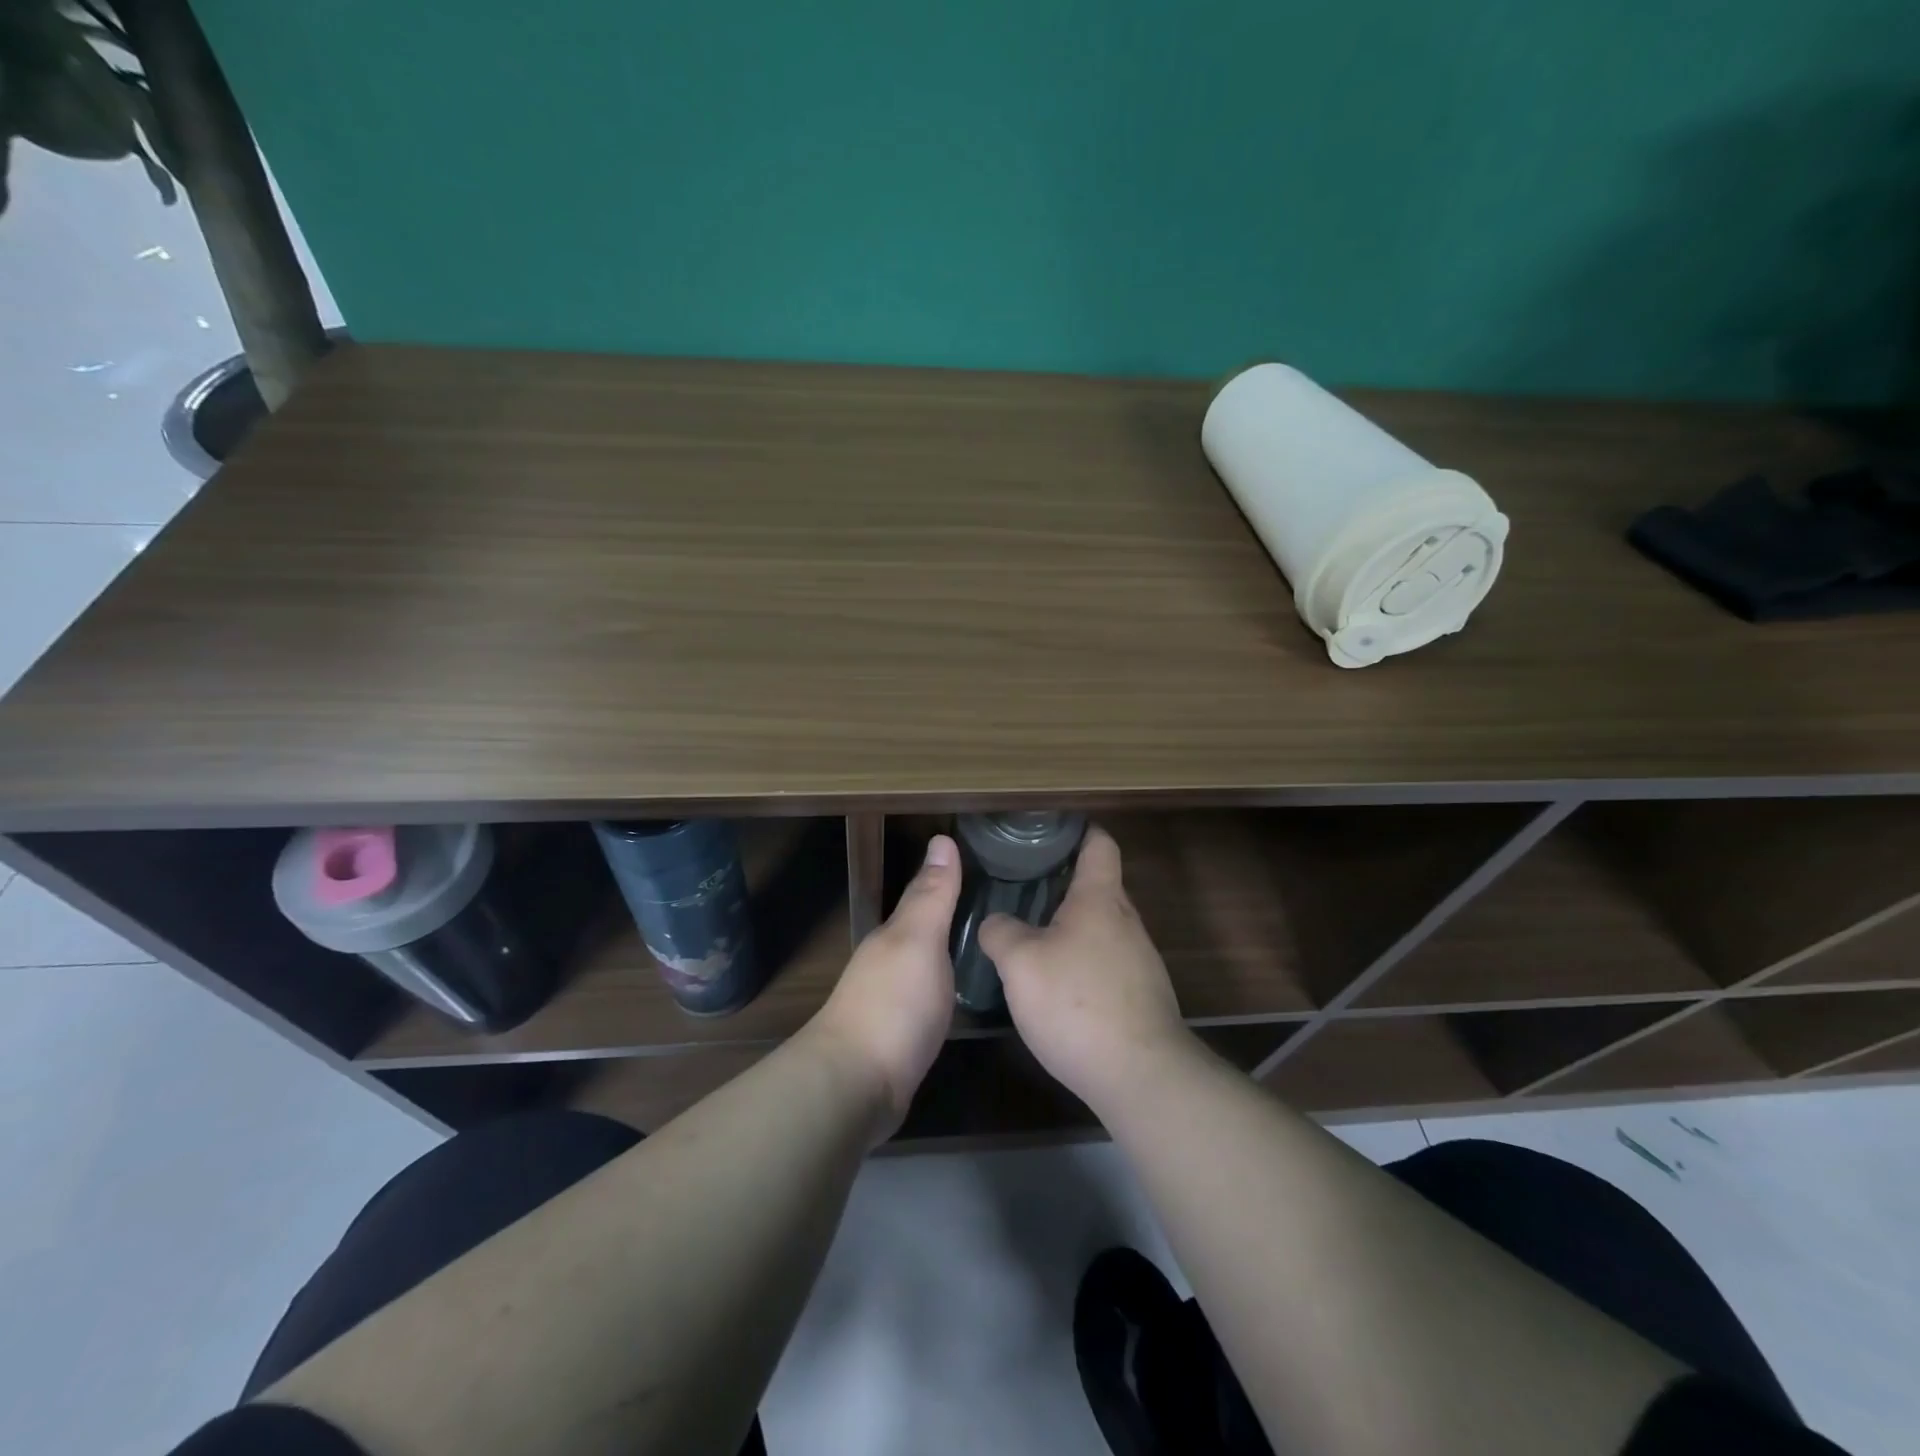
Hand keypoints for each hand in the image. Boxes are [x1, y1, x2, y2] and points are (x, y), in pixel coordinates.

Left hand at [808, 834, 960, 1137]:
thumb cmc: (893, 1004)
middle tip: (1002, 909)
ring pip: (927, 963)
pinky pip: (929, 998)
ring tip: (990, 947)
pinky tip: (965, 994)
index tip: (989, 869)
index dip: (952, 882)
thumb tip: (941, 838)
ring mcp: (892, 1000)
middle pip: (925, 930)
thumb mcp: (918, 941)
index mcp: (894, 935)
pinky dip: (946, 987)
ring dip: (950, 952)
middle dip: (955, 917)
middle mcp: (889, 961)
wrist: (856, 1085)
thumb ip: (932, 896)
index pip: (926, 897)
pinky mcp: (900, 1035)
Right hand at [980, 825, 1190, 1111]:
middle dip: (1065, 882)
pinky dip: (1083, 961)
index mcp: (1100, 899)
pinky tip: (1058, 986)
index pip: (1099, 844)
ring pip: (1103, 927)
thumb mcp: (1020, 963)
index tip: (1051, 829)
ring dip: (1072, 926)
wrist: (1141, 1075)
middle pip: (1100, 886)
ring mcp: (1140, 960)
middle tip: (1023, 885)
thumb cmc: (1077, 1003)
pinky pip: (1108, 962)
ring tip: (1033, 935)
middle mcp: (1127, 921)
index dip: (1079, 830)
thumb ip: (1001, 932)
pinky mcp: (1142, 996)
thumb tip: (997, 922)